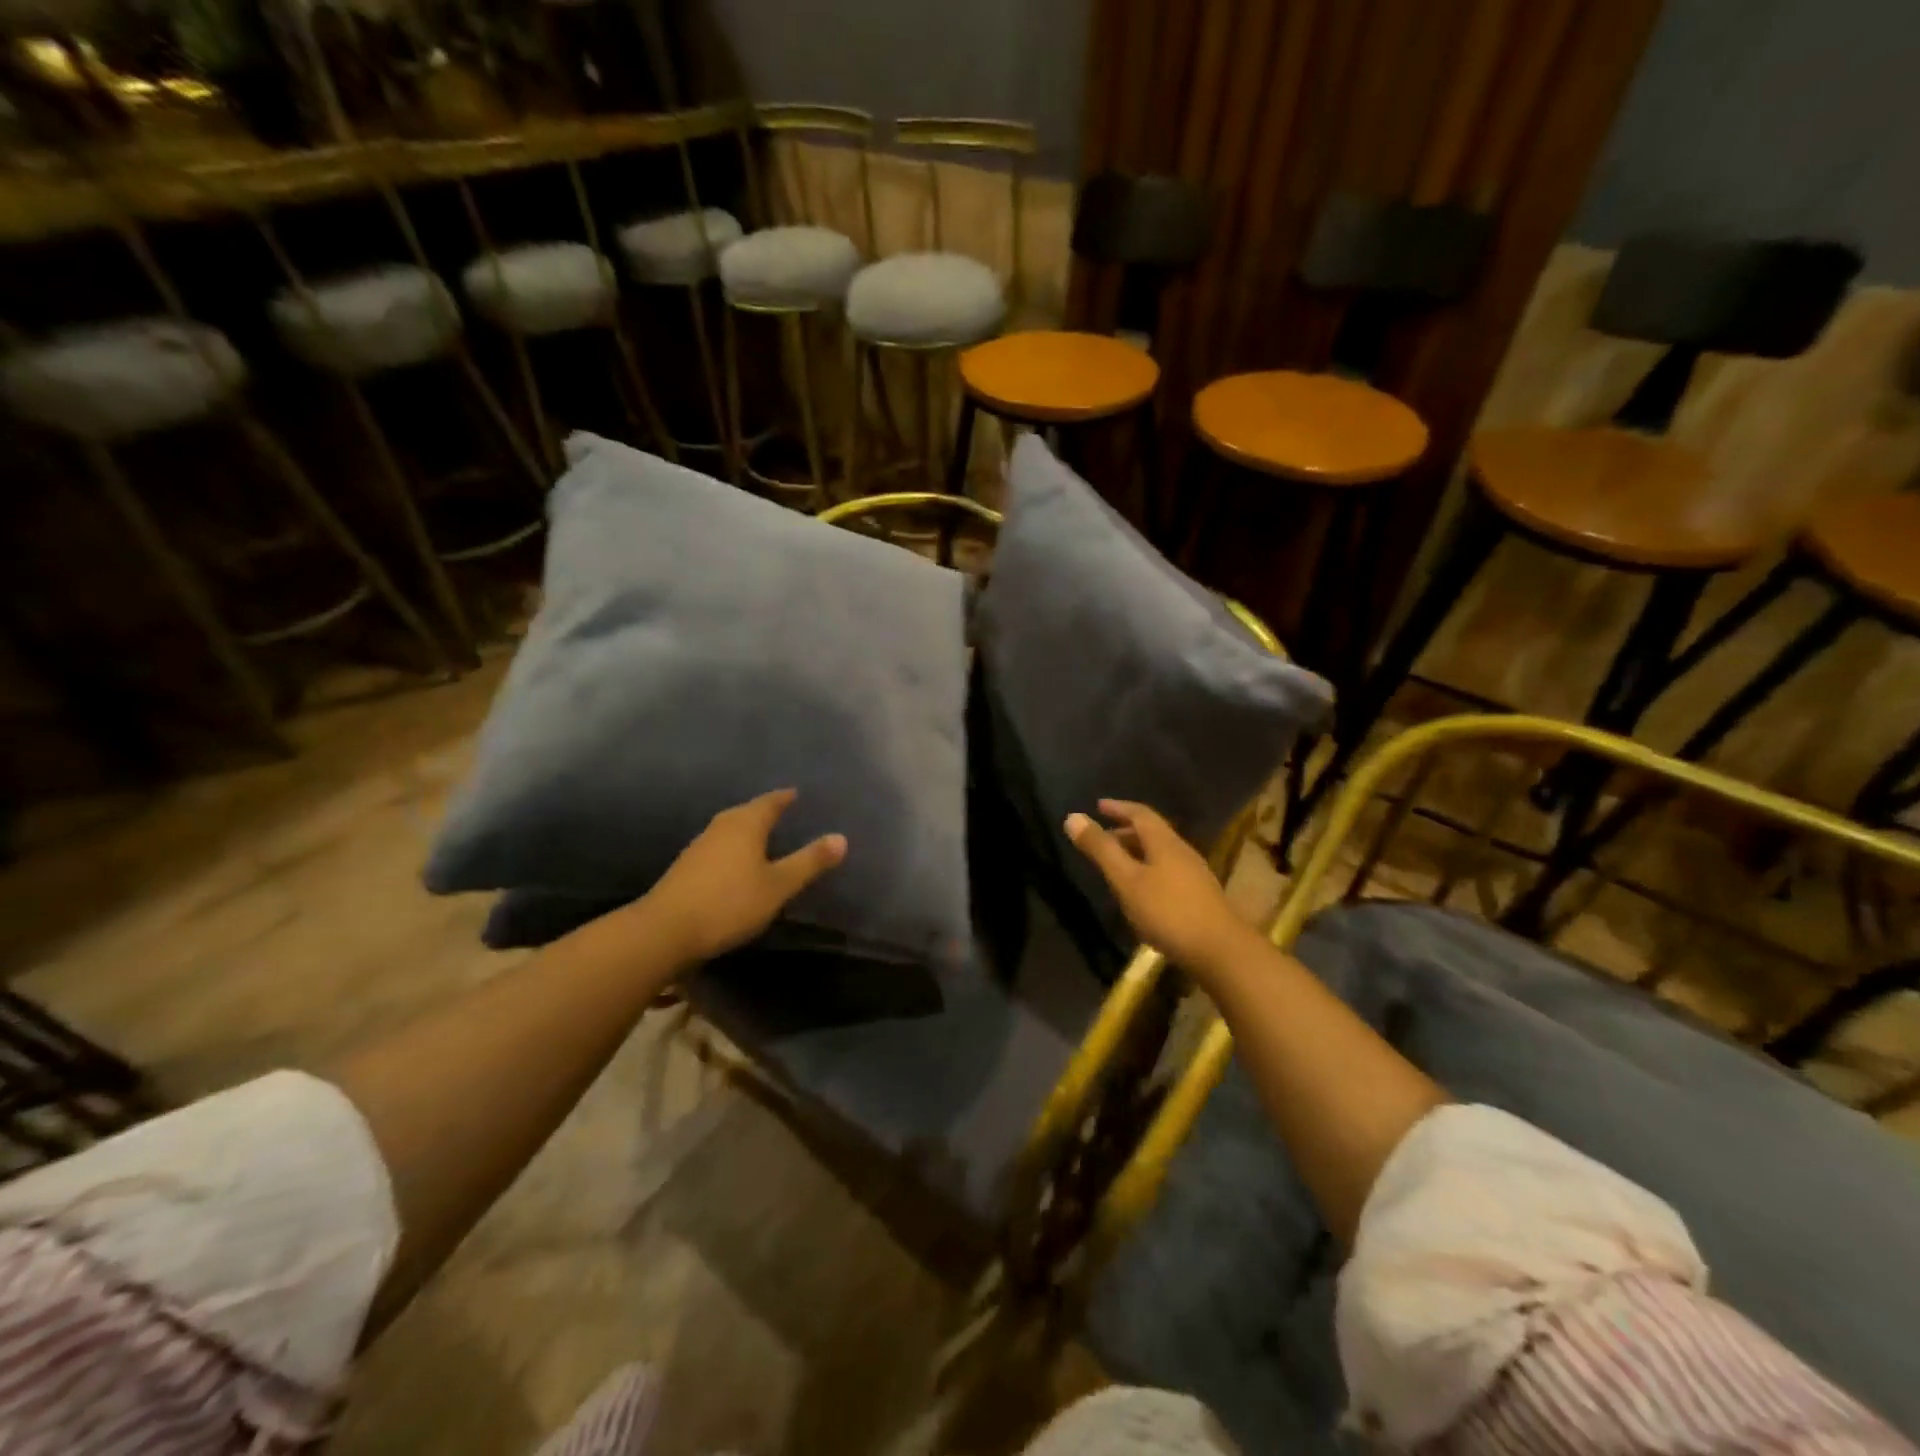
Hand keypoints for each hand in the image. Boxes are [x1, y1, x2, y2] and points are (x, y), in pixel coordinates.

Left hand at [641, 789, 846, 963]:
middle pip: (747, 812)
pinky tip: (736, 862)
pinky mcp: (686, 867)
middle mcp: (721, 827)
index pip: (770, 802)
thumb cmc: (729, 903)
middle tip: (783, 811)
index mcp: (746, 824)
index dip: (785, 798)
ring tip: (762, 836)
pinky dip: (732, 848)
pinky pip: (718, 847)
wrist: (665, 930)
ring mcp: (699, 846)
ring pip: (729, 829)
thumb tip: (842, 838)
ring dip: (746, 829)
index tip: (796, 793)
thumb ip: (809, 862)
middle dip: (765, 811)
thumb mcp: (778, 886)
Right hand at [1065, 799, 1259, 976]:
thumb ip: (1101, 850)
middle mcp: (1182, 851)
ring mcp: (1194, 874)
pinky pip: (1168, 871)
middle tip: (1102, 838)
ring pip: (1160, 853)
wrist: (1222, 951)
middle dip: (1126, 831)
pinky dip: (1148, 870)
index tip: (1099, 806)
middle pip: (1152, 833)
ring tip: (1117, 865)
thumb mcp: (1126, 880)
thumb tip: (1073, 816)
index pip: (1140, 813)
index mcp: (1164, 842)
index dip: (1118, 808)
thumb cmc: (1168, 912)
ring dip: (1137, 852)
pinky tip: (1141, 892)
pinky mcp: (1200, 896)